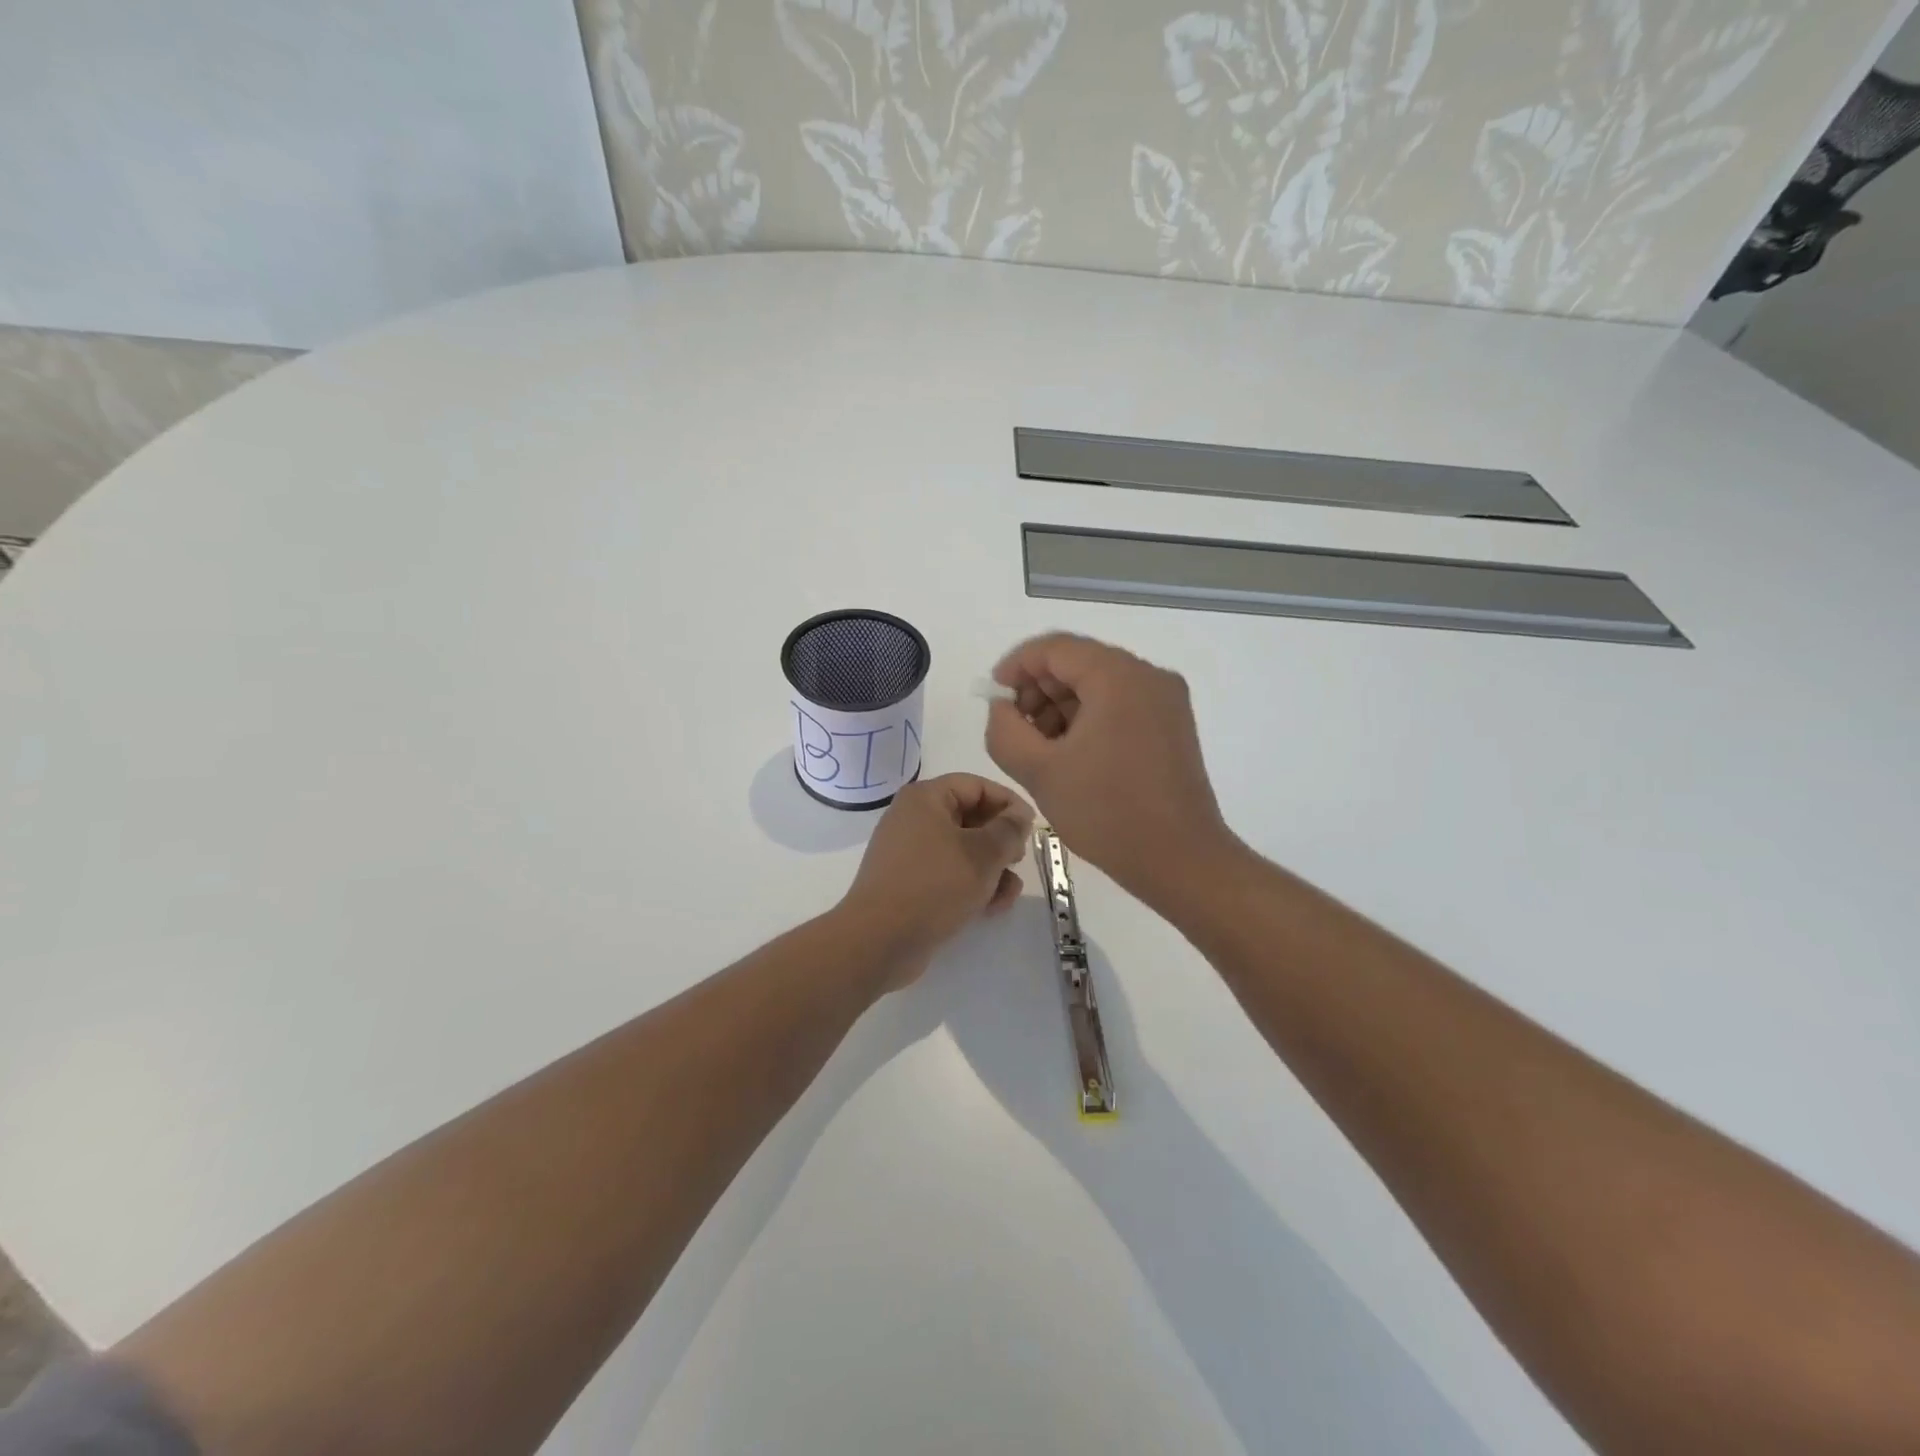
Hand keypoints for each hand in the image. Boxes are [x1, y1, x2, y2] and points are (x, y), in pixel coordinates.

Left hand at [837, 773, 1035, 991]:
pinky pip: (948, 874)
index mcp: (925, 798)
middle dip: (1001, 841)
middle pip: (970, 818)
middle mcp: (914, 819)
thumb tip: (1019, 816)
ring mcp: (909, 853)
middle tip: (1018, 860)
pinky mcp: (910, 884)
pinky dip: (971, 885)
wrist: (880, 940)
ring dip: (991, 869)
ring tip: (1007, 893)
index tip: (1033, 827)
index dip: (1009, 802)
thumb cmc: (935, 885)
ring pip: (963, 850)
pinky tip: (991, 908)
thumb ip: (1009, 830)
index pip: (976, 786)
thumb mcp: (983, 854)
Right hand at [984, 633, 1235, 904]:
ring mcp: (1166, 700)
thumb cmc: (1107, 812)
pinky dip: (1088, 718)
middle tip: (1014, 728)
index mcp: (1118, 676)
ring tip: (1039, 748)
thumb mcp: (1039, 771)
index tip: (994, 697)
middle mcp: (1148, 676)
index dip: (1016, 666)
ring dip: (1061, 706)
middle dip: (1038, 689)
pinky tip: (1070, 754)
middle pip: (1079, 662)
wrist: (1181, 859)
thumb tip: (1003, 707)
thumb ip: (1005, 729)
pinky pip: (1120, 704)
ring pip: (1098, 684)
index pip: (1055, 648)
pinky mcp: (1172, 725)